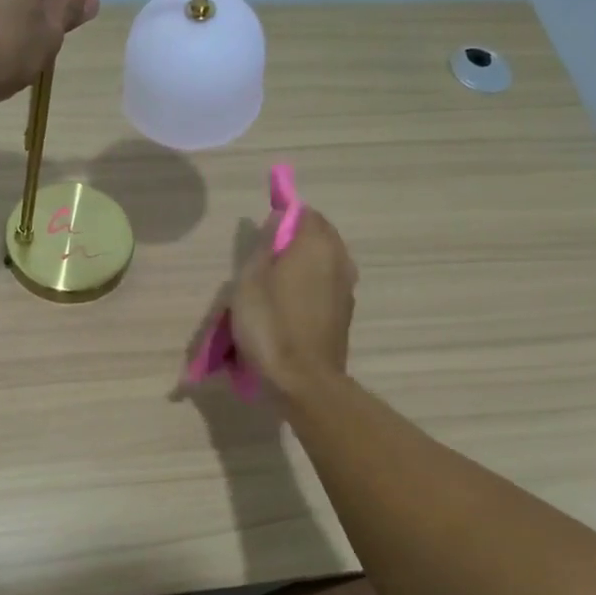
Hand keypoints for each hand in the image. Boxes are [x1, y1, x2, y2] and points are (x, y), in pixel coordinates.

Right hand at [227, 208, 357, 401]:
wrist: (303, 380)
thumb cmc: (269, 325)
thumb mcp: (250, 280)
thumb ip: (265, 245)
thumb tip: (279, 219)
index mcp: (316, 245)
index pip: (305, 213)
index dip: (284, 218)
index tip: (262, 234)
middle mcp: (339, 260)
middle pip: (318, 236)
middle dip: (294, 240)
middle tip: (263, 261)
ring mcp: (346, 288)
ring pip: (323, 262)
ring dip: (302, 265)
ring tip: (272, 286)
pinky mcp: (344, 313)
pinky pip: (326, 286)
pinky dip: (309, 287)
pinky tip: (287, 307)